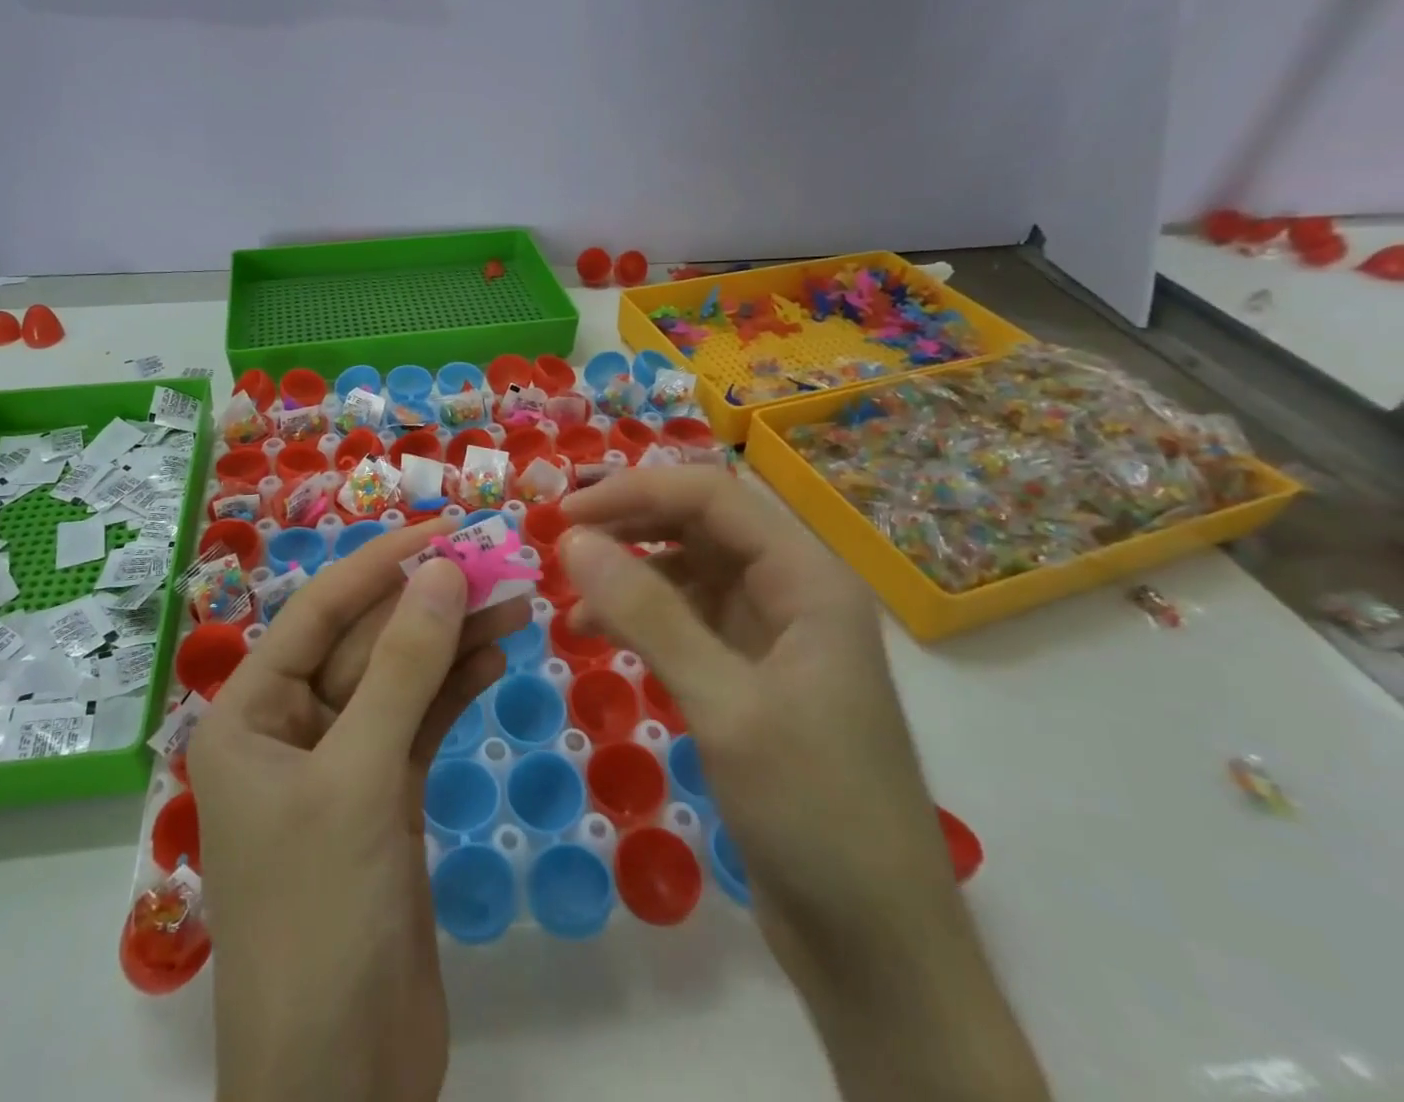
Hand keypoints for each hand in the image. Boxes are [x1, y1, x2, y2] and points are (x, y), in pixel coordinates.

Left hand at [189, 519, 527, 1101]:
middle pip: (367, 643)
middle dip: (429, 602)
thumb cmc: (320, 918)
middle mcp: (289, 727)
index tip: (445, 528)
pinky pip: (420, 721)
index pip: (319, 613)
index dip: (381, 564)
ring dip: (453, 639)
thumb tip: (441, 570)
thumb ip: (403, 670)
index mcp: (249, 714)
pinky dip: (456, 687)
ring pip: (401, 679)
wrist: (342, 1084)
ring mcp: (341, 762)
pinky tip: (496, 654)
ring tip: (514, 598)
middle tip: (497, 559)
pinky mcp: (383, 796)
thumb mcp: (358, 778)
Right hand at [558, 468, 1047, 1101]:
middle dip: (630, 524)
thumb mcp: (725, 704)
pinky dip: (642, 617)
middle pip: (702, 525)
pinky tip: (599, 633)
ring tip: (573, 592)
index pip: (713, 497)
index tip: (566, 515)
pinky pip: (688, 620)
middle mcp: (793, 591)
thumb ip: (648, 614)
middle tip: (560, 541)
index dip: (636, 492)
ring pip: (691, 571)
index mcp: (809, 579)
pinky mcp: (752, 675)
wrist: (876, 944)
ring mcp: (773, 634)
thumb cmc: (814, 811)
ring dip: (631, 571)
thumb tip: (573, 539)